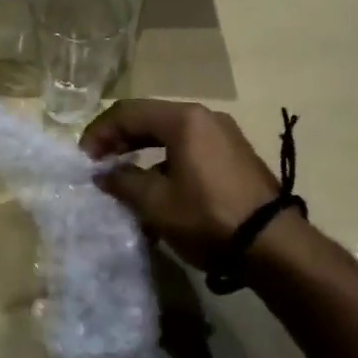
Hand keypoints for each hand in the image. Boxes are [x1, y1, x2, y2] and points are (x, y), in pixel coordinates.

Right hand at [80, 100, 279, 270]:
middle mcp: (205, 117)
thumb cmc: (208, 217)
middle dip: (120, 139)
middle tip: (98, 164)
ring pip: (171, 134)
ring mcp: (224, 135)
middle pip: (150, 118)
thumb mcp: (157, 203)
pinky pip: (190, 147)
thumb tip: (102, 173)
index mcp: (184, 119)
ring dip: (142, 151)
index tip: (84, 159)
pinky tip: (158, 188)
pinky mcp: (235, 156)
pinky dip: (166, 160)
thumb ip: (123, 182)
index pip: (128, 112)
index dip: (100, 132)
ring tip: (124, 178)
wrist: (273, 245)